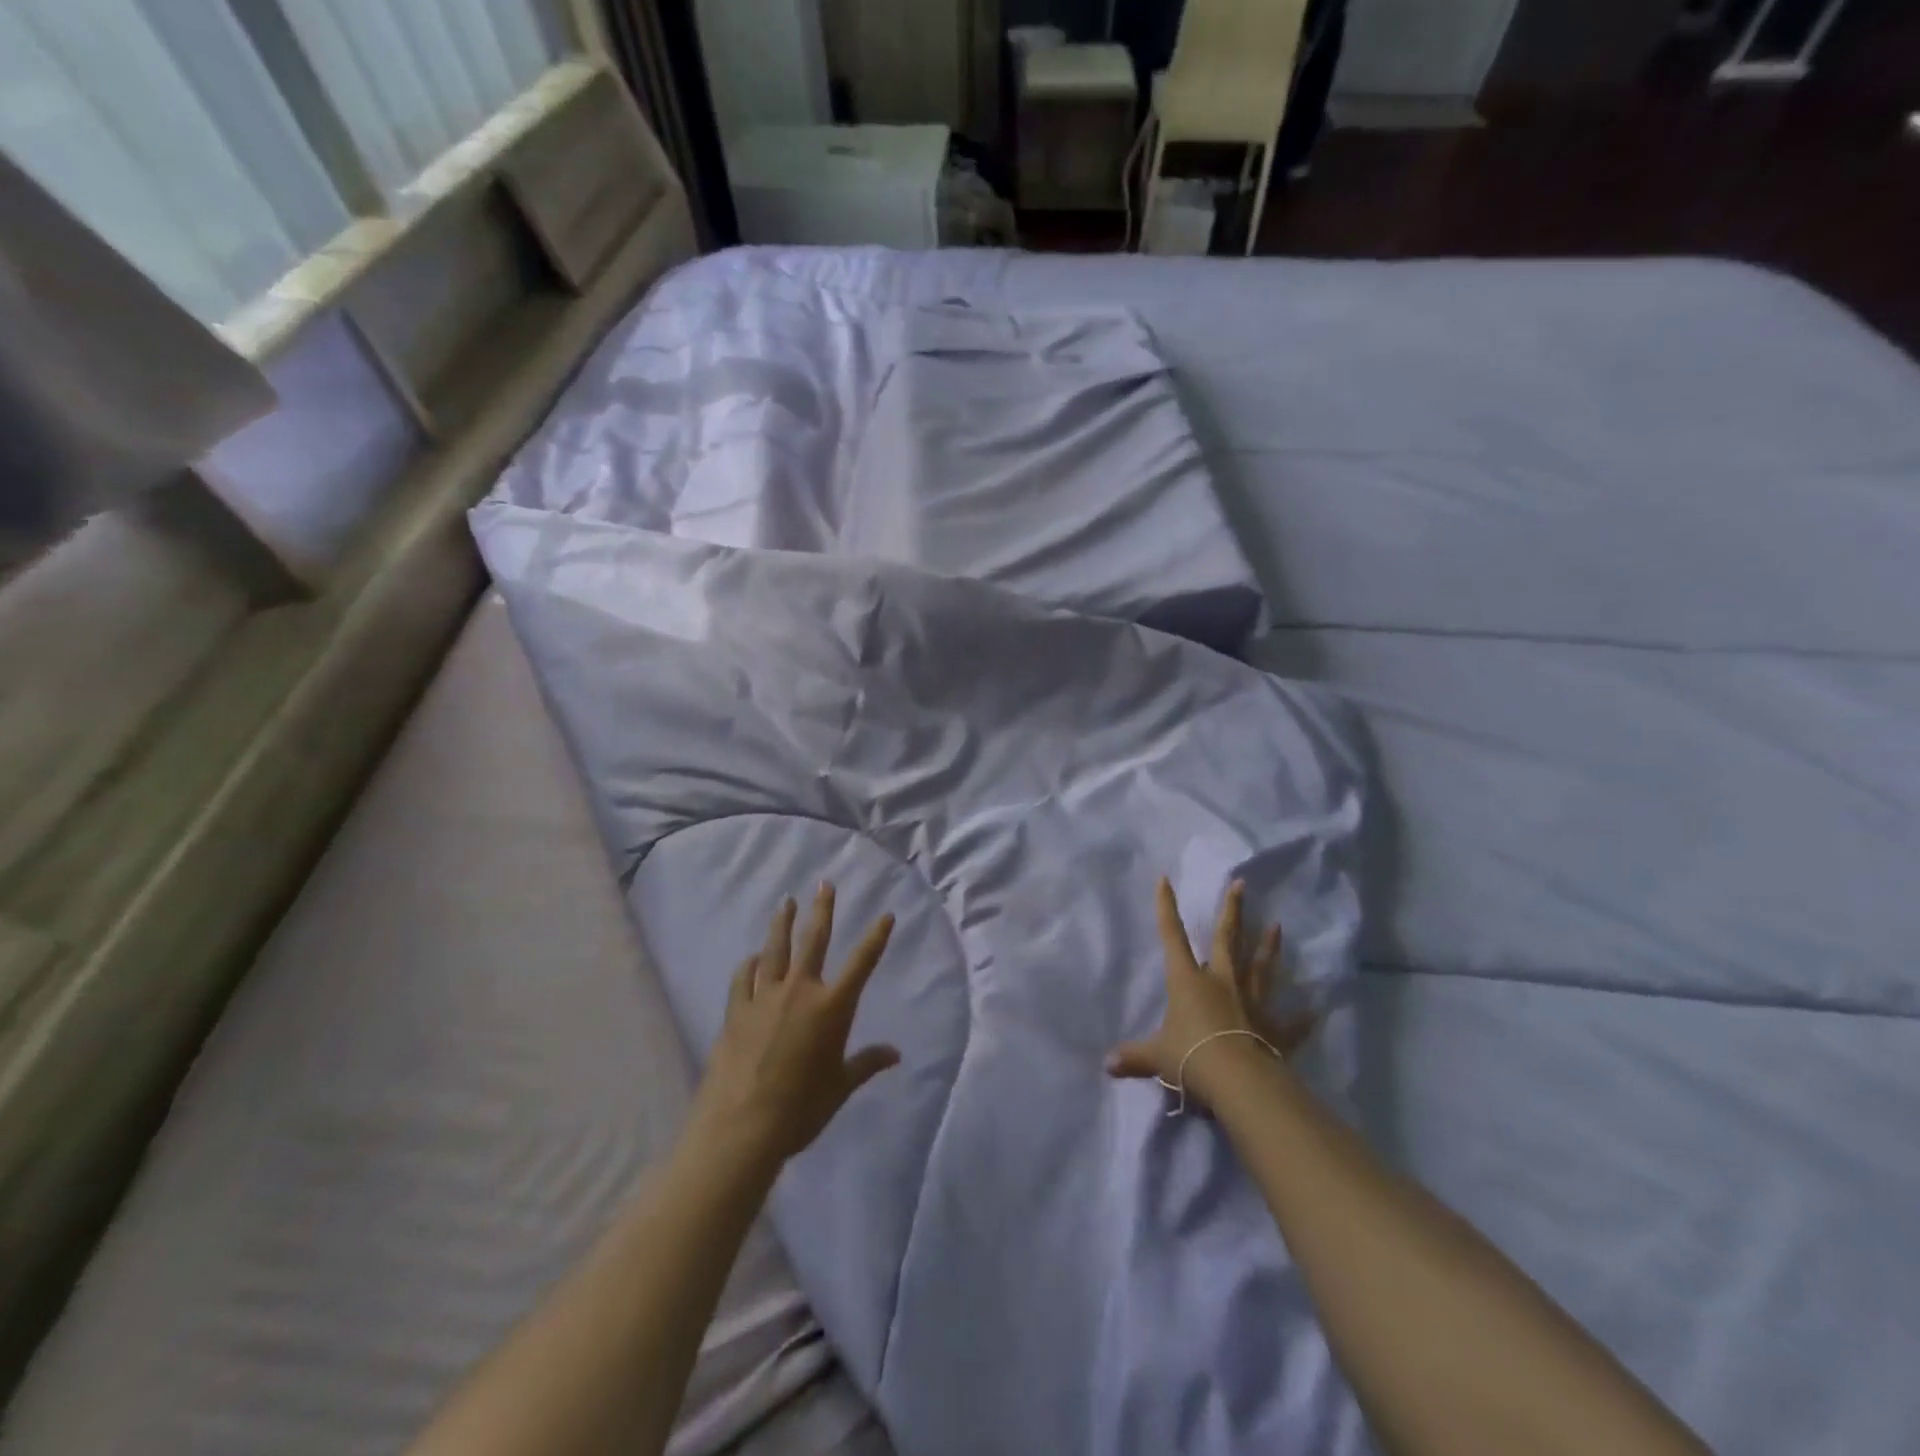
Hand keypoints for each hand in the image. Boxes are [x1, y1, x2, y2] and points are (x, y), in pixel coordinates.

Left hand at [689, 884, 900, 1171]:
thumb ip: (866, 1063)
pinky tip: (752, 957)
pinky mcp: (736, 1011)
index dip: (876, 937)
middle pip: (814, 940)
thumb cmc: (801, 1109)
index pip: (861, 963)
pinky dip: (750, 964)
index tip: (885, 914)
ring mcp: (764, 997)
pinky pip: (744, 977)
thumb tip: (895, 1054)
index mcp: (832, 1007)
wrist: (741, 1127)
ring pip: (775, 949)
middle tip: (824, 884)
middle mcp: (800, 991)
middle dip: (822, 910)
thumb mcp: (840, 1087)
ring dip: (782, 923)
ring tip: (786, 902)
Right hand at [1105, 877, 1316, 1112]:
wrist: (1238, 1080)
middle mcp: (1221, 983)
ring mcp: (1252, 1003)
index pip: (1172, 937)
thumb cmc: (1190, 1057)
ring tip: (1278, 926)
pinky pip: (1291, 1023)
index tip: (1166, 880)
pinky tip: (1315, 1010)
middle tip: (1241, 884)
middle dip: (1232, 911)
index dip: (1167, 908)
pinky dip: (1303, 1018)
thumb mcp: (1155, 1057)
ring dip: (1269, 948)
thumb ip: (1133, 1057)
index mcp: (1188, 981)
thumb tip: (1106, 1065)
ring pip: (1261, 969)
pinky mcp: (1275, 1030)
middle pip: (1227, 940)